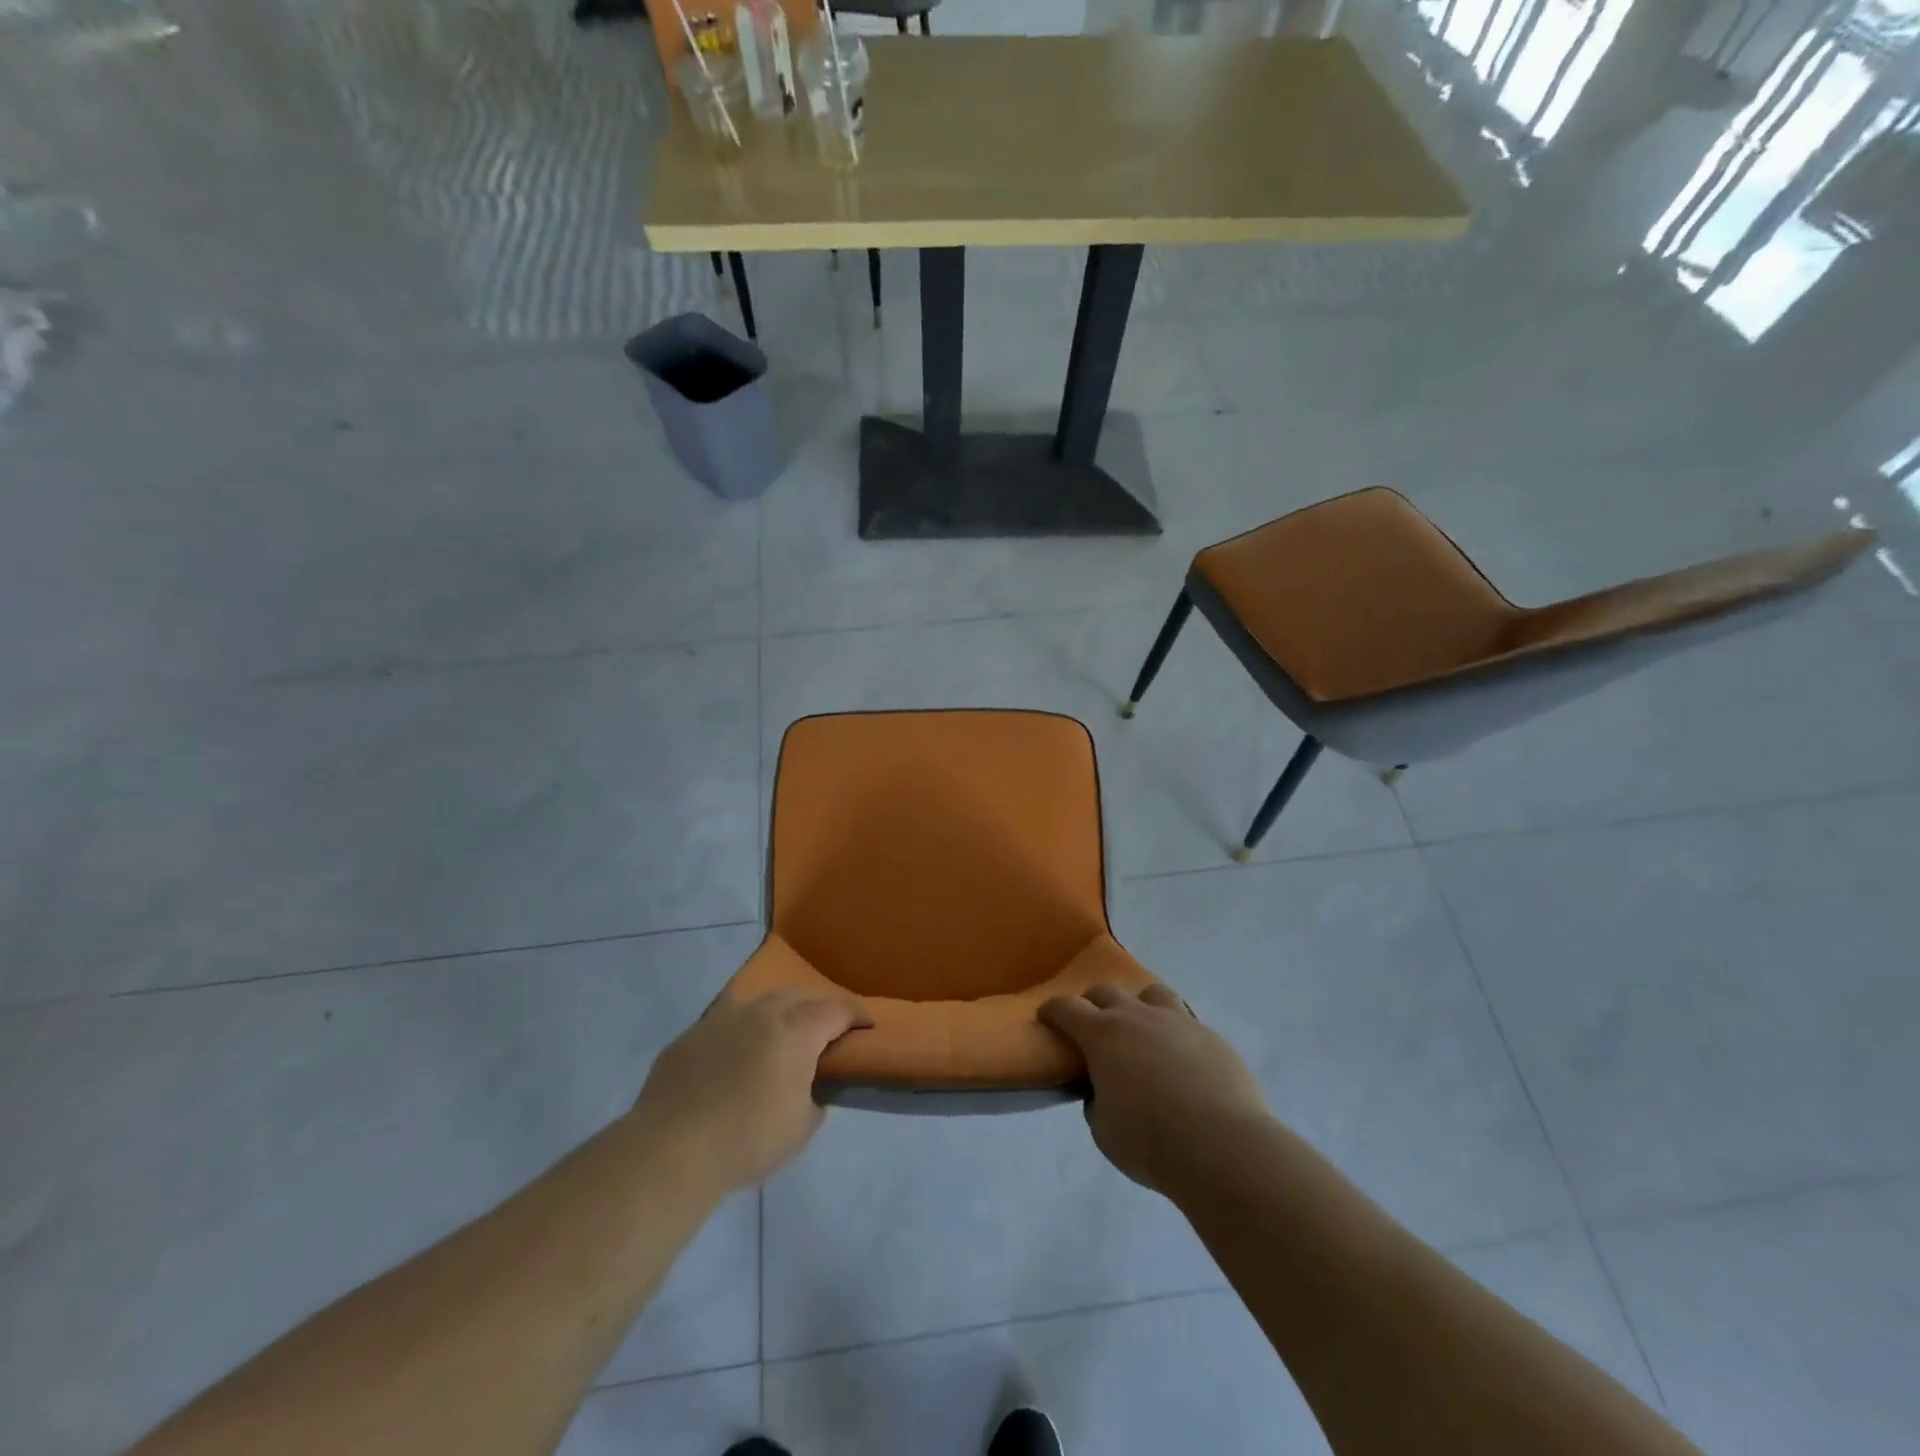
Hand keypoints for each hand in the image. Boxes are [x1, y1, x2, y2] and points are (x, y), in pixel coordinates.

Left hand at [629, 991, 869, 1195]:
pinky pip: (725, 1023)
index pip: (837, 1009)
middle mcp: (762, 1011)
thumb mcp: (801, 1128)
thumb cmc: (748, 1139)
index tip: (867, 1025)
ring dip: (777, 1014)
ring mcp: (721, 1018)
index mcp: (796, 1029)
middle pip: (798, 996)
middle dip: (816, 1009)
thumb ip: (814, 1099)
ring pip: (759, 1002)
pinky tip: (734, 1058)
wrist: (670, 1149)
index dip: (856, 1015)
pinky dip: (740, 1032)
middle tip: (824, 1033)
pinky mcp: (690, 1035)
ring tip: (779, 1037)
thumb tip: (810, 1089)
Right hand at [1040, 982, 1270, 1196]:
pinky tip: (1180, 1058)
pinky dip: (1174, 1032)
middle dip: (1092, 1003)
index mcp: (1102, 1035)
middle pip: (1106, 991)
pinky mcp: (1210, 1035)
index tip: (1047, 1015)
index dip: (1053, 1010)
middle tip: (1091, 1024)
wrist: (1223, 1146)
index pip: (1067, 1008)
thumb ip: (1096, 1102)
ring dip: (1138, 1004)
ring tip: (1141, 1028)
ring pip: (1151, 992)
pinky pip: (1185, 1020)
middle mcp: (1137, 1016)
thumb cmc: (1151, 1142)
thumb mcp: (1105, 1131)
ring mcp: (1177, 1021)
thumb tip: (1102, 1090)